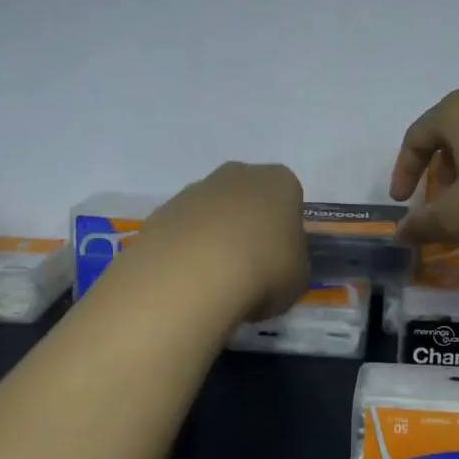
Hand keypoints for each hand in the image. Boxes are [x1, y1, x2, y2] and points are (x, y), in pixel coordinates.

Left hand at [134, 162, 308, 322]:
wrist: (191, 277)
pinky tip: (187, 282)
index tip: (281, 259)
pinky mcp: (160, 213)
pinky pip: (181, 232)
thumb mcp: (299, 277)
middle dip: (247, 226)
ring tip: (214, 282)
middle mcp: (237, 175)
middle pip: (247, 198)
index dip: (285, 230)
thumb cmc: (263, 270)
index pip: (289, 199)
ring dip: (213, 239)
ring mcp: (194, 191)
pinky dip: (185, 252)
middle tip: (249, 268)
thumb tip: (280, 264)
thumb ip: (293, 263)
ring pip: (211, 213)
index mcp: (279, 182)